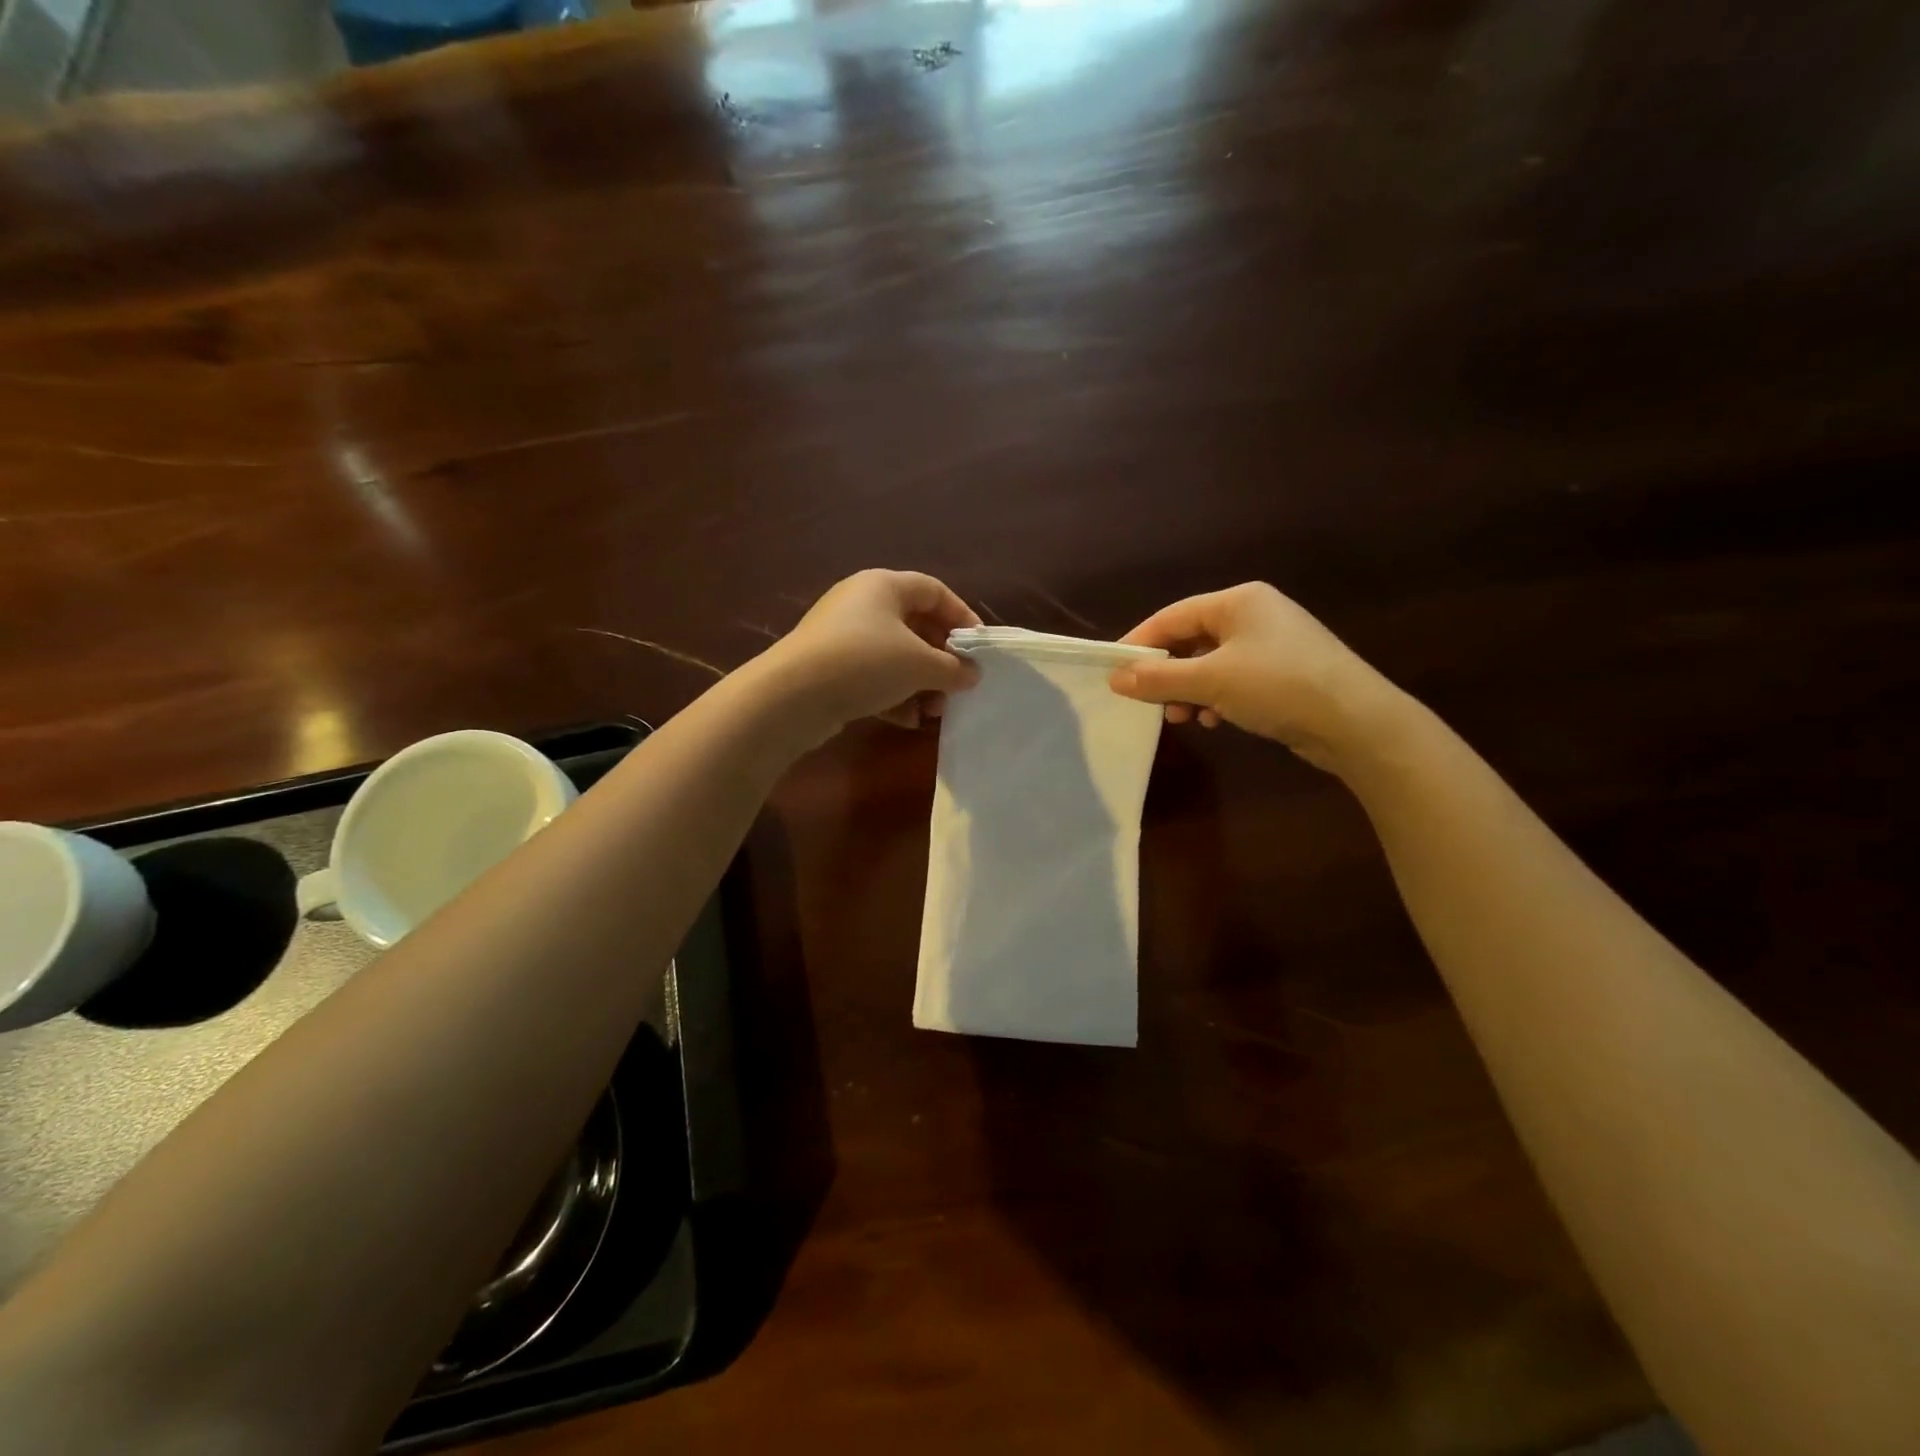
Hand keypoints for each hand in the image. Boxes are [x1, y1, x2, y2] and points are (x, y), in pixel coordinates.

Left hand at [754, 570, 980, 743]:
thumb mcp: (920, 665)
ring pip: (894, 656)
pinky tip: (906, 720)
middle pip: (915, 626)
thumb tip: (972, 674)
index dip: (962, 616)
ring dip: (919, 683)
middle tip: (957, 686)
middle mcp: (861, 603)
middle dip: (940, 660)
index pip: (934, 590)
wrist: (793, 695)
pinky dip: (893, 695)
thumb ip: (953, 668)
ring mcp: (841, 636)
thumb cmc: (866, 662)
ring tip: (934, 711)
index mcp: (883, 585)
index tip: (978, 648)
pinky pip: (871, 676)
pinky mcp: (829, 667)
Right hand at [1108, 583, 1399, 771]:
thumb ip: (1159, 678)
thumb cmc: (1277, 686)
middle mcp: (1255, 614)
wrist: (1356, 722)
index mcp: (1238, 601)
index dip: (1139, 644)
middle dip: (1167, 673)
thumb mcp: (1211, 681)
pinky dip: (1217, 698)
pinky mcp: (1284, 673)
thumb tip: (1115, 678)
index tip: (1114, 672)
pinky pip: (1235, 679)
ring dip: (1189, 690)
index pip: (1172, 616)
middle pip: (1191, 639)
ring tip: (1181, 717)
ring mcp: (1273, 644)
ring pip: (1211, 663)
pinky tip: (1214, 720)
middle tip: (1148, 702)